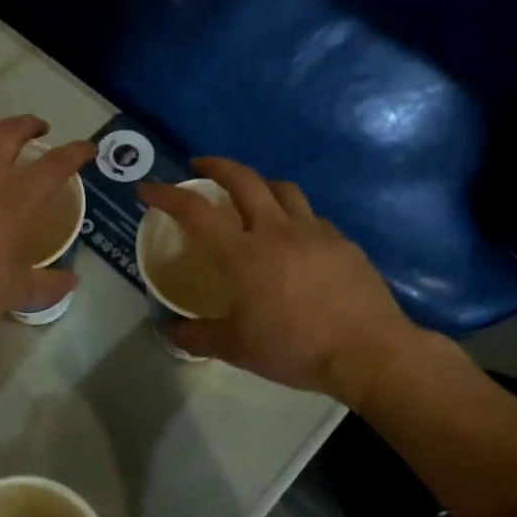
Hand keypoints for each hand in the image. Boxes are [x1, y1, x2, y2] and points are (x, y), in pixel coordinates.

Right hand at [136, 158, 427, 399]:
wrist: (369, 351)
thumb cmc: (295, 348)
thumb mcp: (237, 349)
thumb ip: (197, 336)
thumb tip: (168, 330)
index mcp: (242, 253)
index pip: (195, 211)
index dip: (167, 194)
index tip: (147, 188)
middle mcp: (275, 230)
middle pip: (243, 179)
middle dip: (216, 165)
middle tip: (200, 166)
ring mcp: (313, 231)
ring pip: (282, 188)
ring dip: (258, 183)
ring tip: (249, 193)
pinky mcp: (342, 241)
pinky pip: (311, 216)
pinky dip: (292, 214)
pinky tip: (293, 235)